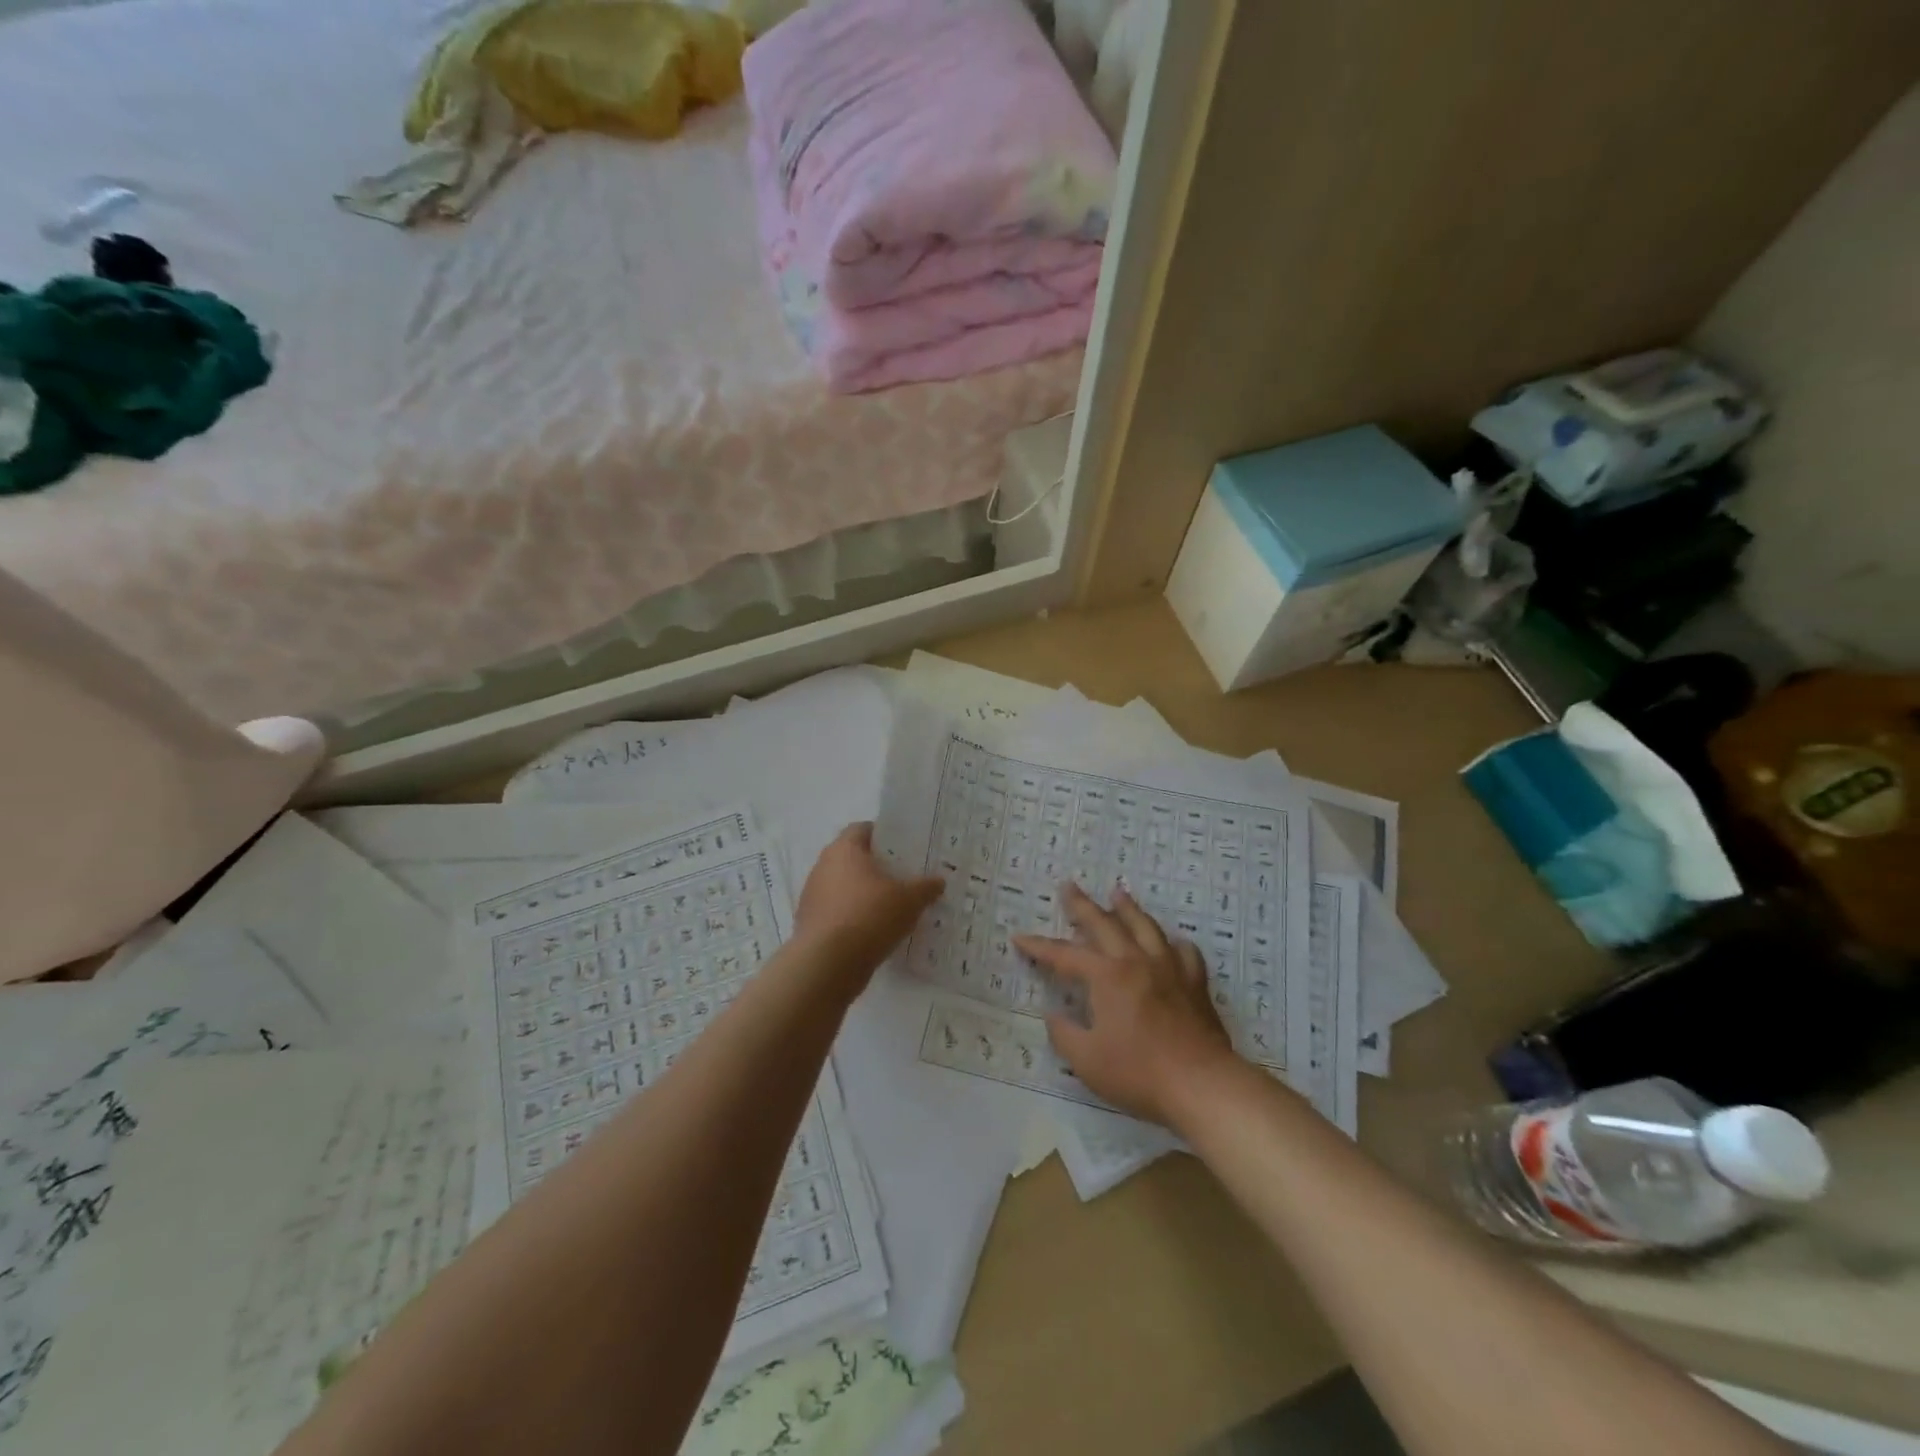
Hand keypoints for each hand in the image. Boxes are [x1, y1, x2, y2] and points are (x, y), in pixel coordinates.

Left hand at [795, 823, 943, 986]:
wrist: (828, 963)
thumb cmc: (870, 916)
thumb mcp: (909, 900)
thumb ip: (925, 887)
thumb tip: (938, 881)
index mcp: (844, 849)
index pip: (863, 829)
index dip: (884, 836)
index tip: (904, 849)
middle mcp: (823, 865)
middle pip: (852, 858)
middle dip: (876, 867)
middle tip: (902, 878)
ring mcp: (813, 895)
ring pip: (843, 886)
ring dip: (863, 893)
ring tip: (890, 908)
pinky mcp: (809, 922)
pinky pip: (836, 911)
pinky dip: (852, 917)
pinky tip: (872, 931)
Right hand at [1015, 883, 1233, 1125]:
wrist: (1201, 1083)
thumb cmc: (1138, 1072)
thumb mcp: (1087, 1061)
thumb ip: (1064, 1035)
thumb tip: (1054, 1016)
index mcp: (1107, 976)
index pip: (1065, 955)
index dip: (1039, 947)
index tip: (1019, 937)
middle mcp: (1136, 962)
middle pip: (1105, 924)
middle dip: (1082, 905)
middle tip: (1069, 886)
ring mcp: (1169, 969)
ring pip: (1145, 927)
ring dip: (1128, 909)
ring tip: (1118, 893)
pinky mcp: (1195, 984)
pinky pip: (1184, 953)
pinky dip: (1173, 943)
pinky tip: (1171, 943)